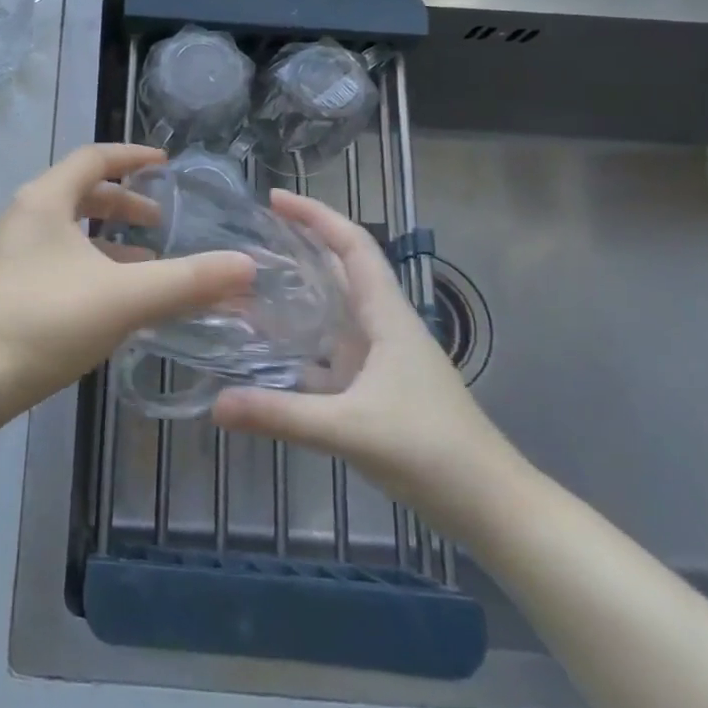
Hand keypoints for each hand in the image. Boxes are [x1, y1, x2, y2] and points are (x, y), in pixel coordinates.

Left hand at [0, 144, 256, 421]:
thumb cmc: (45, 322)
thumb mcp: (124, 298)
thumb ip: (187, 281)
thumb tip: (246, 266)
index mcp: (45, 200)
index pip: (94, 158)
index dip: (133, 157)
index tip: (167, 165)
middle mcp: (24, 216)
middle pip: (81, 193)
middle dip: (125, 203)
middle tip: (162, 221)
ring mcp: (10, 252)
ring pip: (69, 230)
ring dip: (109, 239)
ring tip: (149, 262)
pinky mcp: (6, 286)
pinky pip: (58, 258)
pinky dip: (91, 264)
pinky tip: (113, 298)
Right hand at [211, 191, 528, 540]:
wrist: (491, 508)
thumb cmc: (431, 452)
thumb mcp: (350, 429)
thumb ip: (282, 415)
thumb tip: (215, 404)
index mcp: (386, 316)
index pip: (352, 245)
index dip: (315, 215)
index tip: (273, 199)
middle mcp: (383, 327)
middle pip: (340, 269)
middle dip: (300, 246)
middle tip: (249, 236)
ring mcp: (381, 359)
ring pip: (333, 311)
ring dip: (296, 294)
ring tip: (247, 286)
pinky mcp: (376, 388)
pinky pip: (329, 351)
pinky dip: (299, 344)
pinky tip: (266, 354)